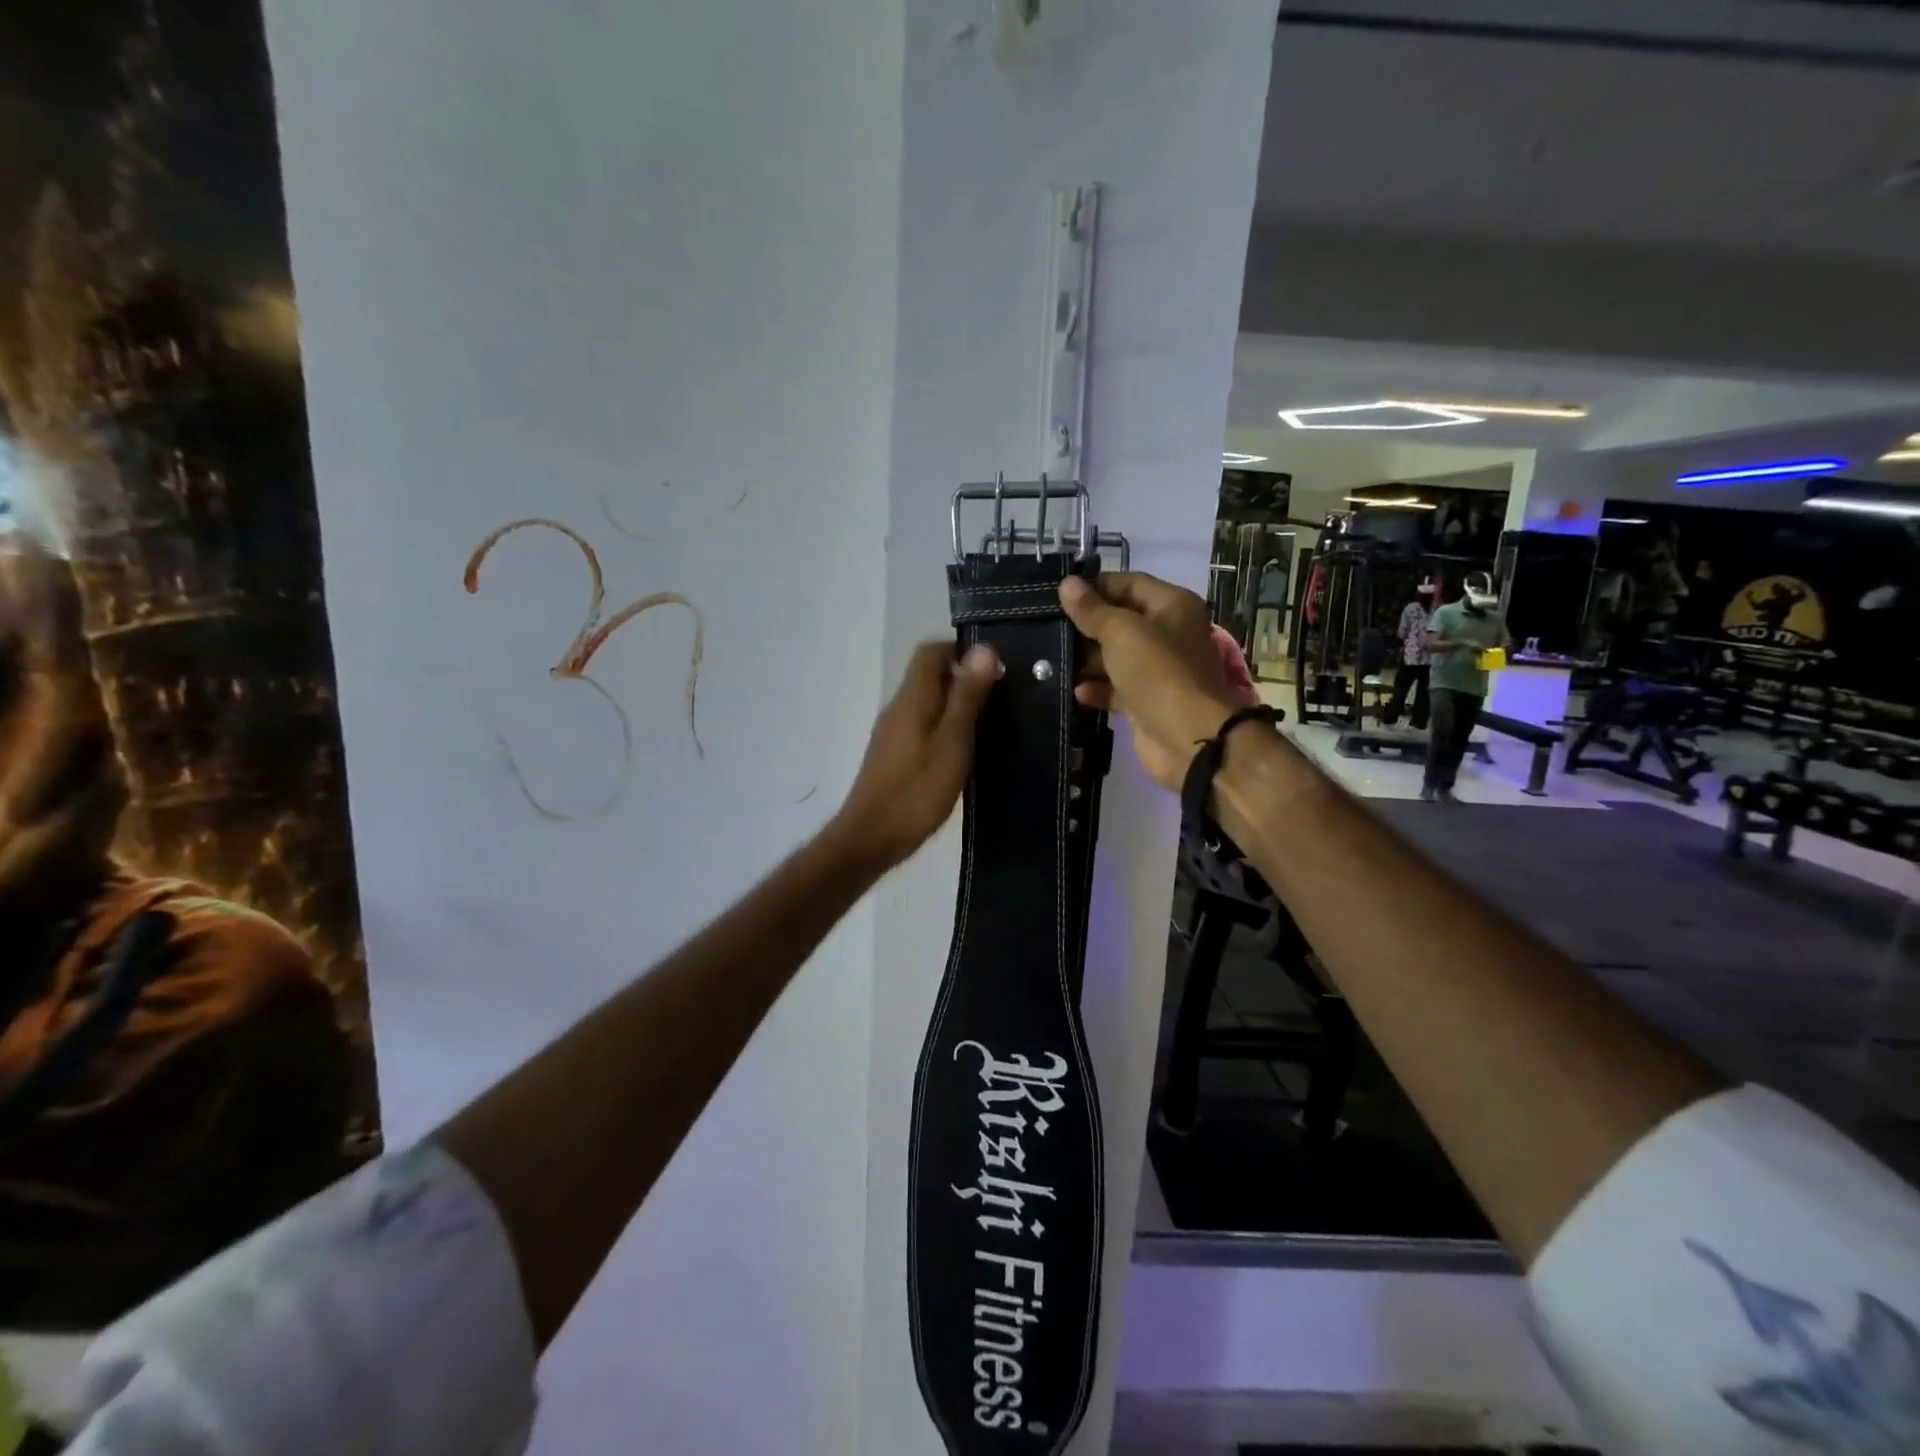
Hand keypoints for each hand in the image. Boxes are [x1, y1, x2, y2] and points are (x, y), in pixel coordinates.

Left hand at [828, 641, 999, 870]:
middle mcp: (898, 707)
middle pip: (930, 676)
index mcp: (912, 697)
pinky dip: (946, 729)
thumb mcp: (952, 741)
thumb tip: (984, 649)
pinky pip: (923, 726)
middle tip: (1001, 700)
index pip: (931, 651)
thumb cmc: (917, 790)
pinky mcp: (894, 755)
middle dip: (965, 680)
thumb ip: (967, 696)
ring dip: (957, 707)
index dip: (962, 652)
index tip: (995, 672)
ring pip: (928, 703)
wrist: (872, 838)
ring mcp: (893, 732)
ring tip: (991, 726)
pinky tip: (966, 753)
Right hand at [1057, 573, 1243, 791]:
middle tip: (1046, 626)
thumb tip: (1068, 584)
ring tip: (1049, 660)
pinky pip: (1115, 688)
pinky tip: (1074, 691)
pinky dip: (1096, 688)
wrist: (1188, 737)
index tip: (1058, 593)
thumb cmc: (1158, 672)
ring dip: (1085, 660)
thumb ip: (1092, 610)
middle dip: (1085, 625)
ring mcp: (1156, 669)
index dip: (1095, 586)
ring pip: (1114, 656)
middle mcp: (1167, 633)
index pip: (1129, 583)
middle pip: (1119, 621)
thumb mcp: (1121, 632)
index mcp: (1171, 606)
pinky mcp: (1145, 701)